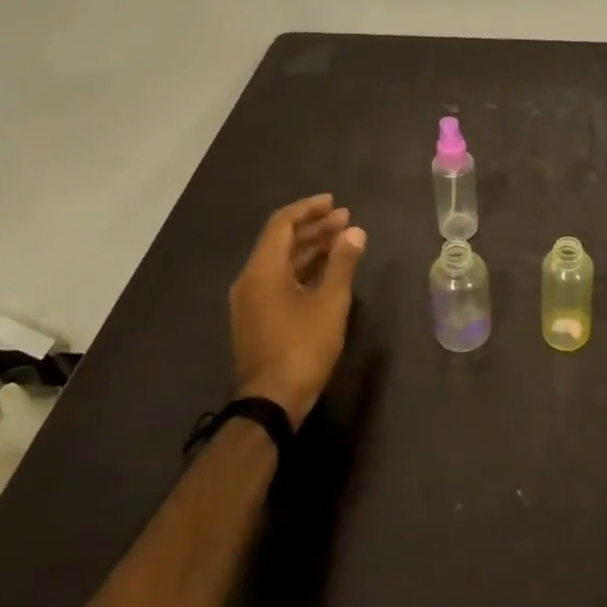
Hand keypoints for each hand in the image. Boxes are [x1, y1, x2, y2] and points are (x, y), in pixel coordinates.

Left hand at [229, 195, 366, 426]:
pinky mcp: (257, 319)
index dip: (309, 209)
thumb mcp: (330, 302)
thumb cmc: (302, 346)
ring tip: (342, 241)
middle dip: (314, 228)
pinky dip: (303, 270)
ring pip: (281, 262)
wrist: (271, 403)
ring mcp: (251, 301)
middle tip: (346, 220)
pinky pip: (279, 280)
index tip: (335, 203)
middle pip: (281, 241)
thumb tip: (355, 231)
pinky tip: (327, 271)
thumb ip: (342, 263)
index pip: (282, 223)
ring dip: (311, 248)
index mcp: (262, 270)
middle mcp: (251, 280)